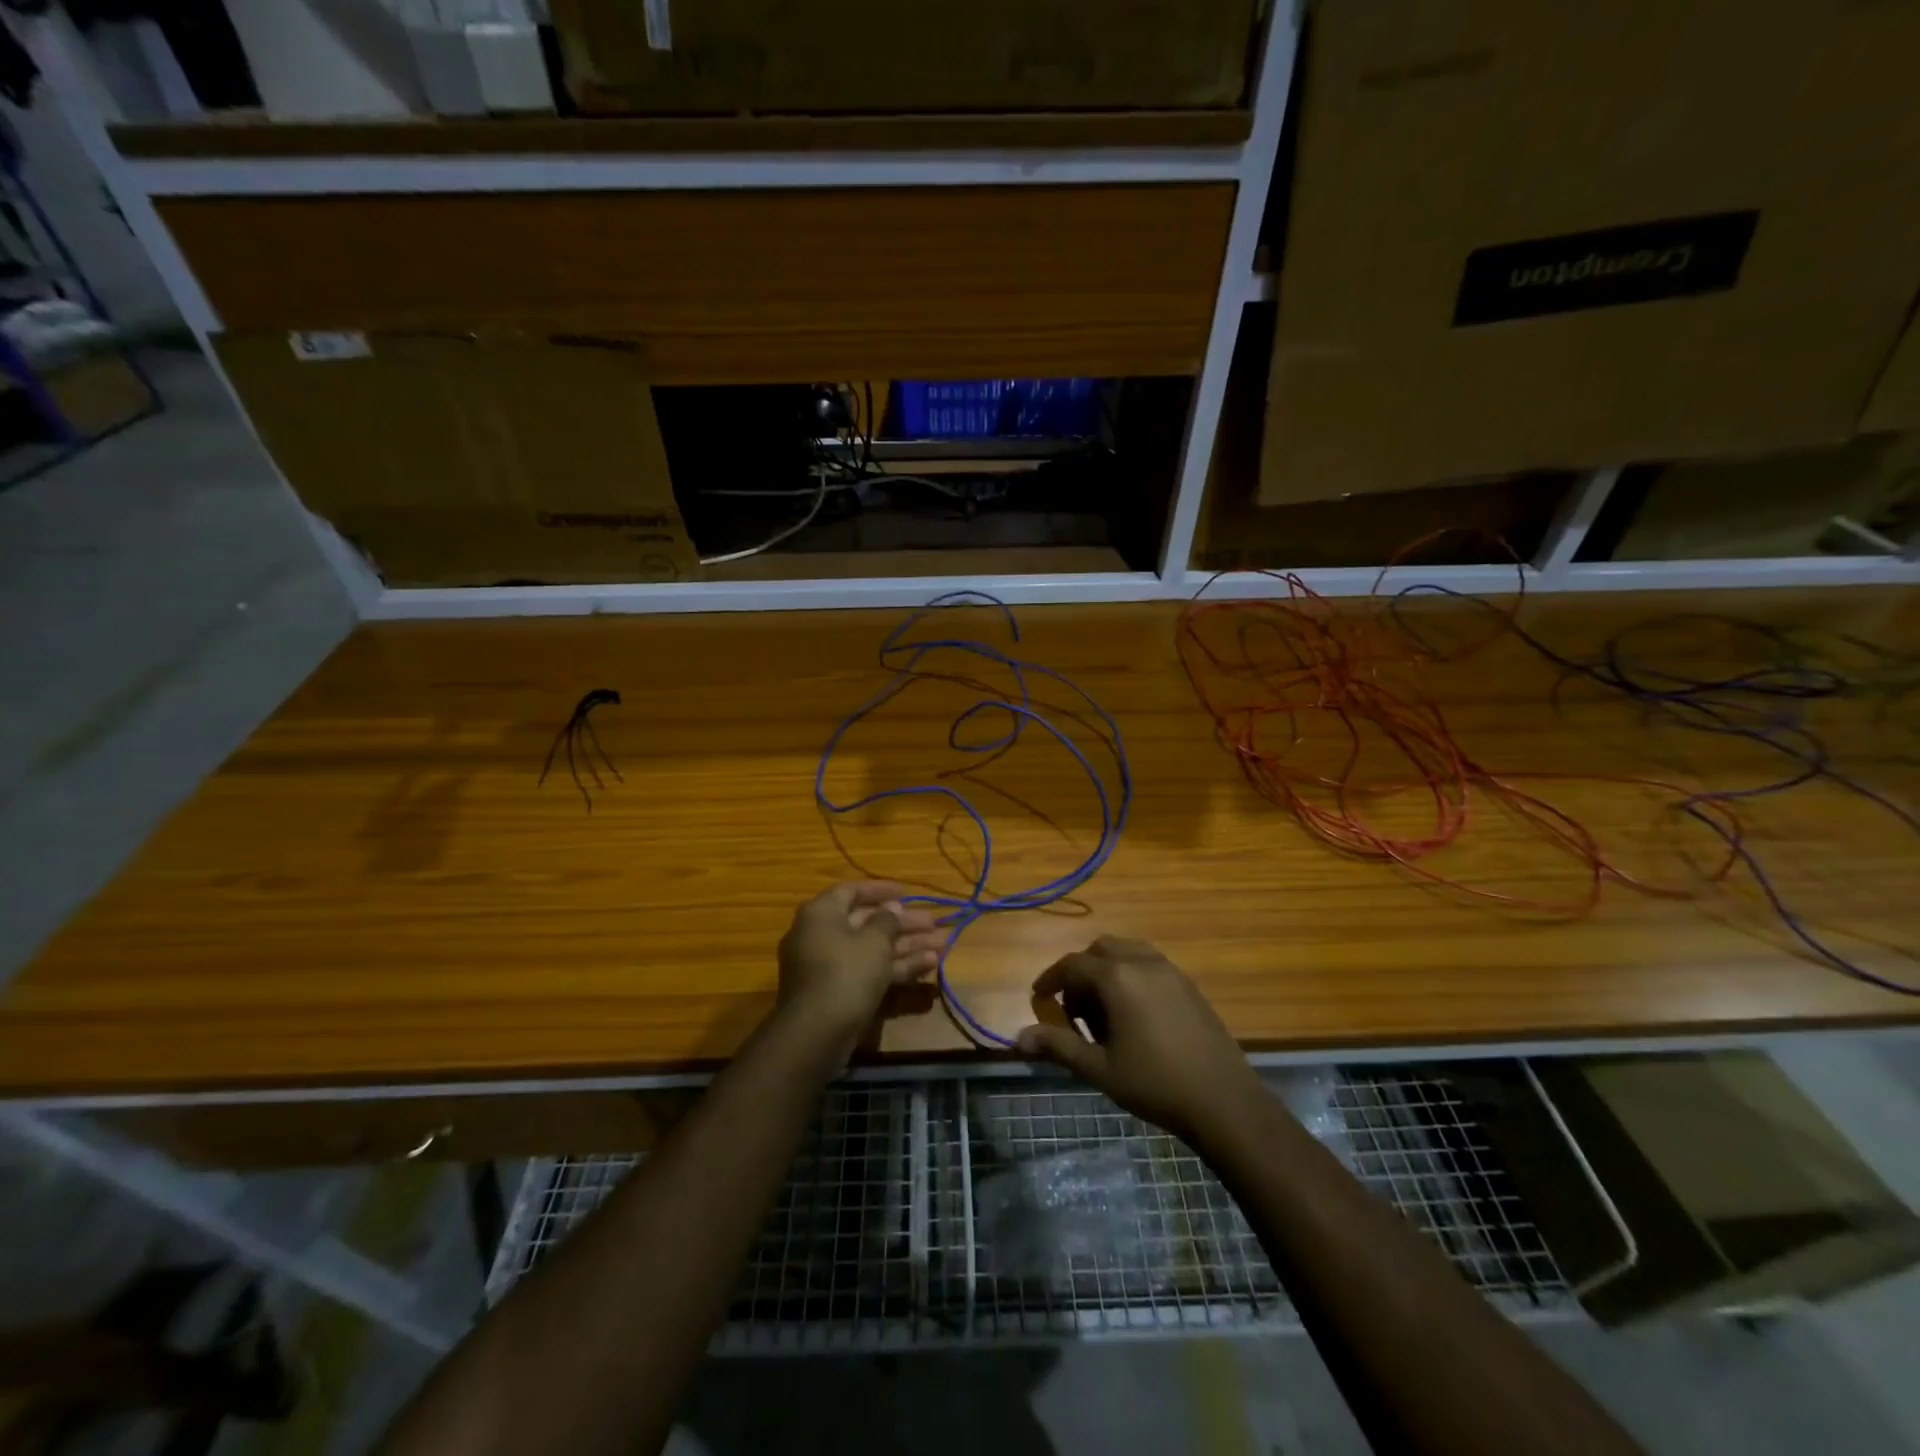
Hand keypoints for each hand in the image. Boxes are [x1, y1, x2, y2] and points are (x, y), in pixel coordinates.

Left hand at [776, 881, 942, 1051]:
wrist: (818, 1033)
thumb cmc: (846, 972)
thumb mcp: (874, 941)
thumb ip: (887, 920)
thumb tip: (892, 908)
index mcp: (821, 914)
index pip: (851, 891)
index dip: (880, 889)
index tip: (906, 892)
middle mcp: (822, 935)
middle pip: (867, 922)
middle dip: (903, 924)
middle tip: (934, 924)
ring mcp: (830, 966)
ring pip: (873, 949)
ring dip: (907, 946)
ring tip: (943, 945)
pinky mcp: (840, 992)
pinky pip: (870, 971)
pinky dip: (896, 967)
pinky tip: (929, 965)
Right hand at [1016, 936, 1264, 1143]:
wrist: (1223, 1100)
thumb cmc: (1154, 1084)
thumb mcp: (1099, 1068)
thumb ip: (1058, 1047)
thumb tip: (1018, 1038)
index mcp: (1117, 977)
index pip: (1072, 965)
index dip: (1050, 980)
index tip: (1039, 998)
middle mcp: (1142, 961)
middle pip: (1100, 950)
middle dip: (1081, 972)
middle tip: (1074, 1008)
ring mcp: (1169, 970)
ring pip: (1127, 953)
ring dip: (1107, 971)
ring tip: (1104, 1011)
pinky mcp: (1188, 984)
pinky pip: (1149, 964)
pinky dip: (1131, 976)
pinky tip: (1134, 1016)